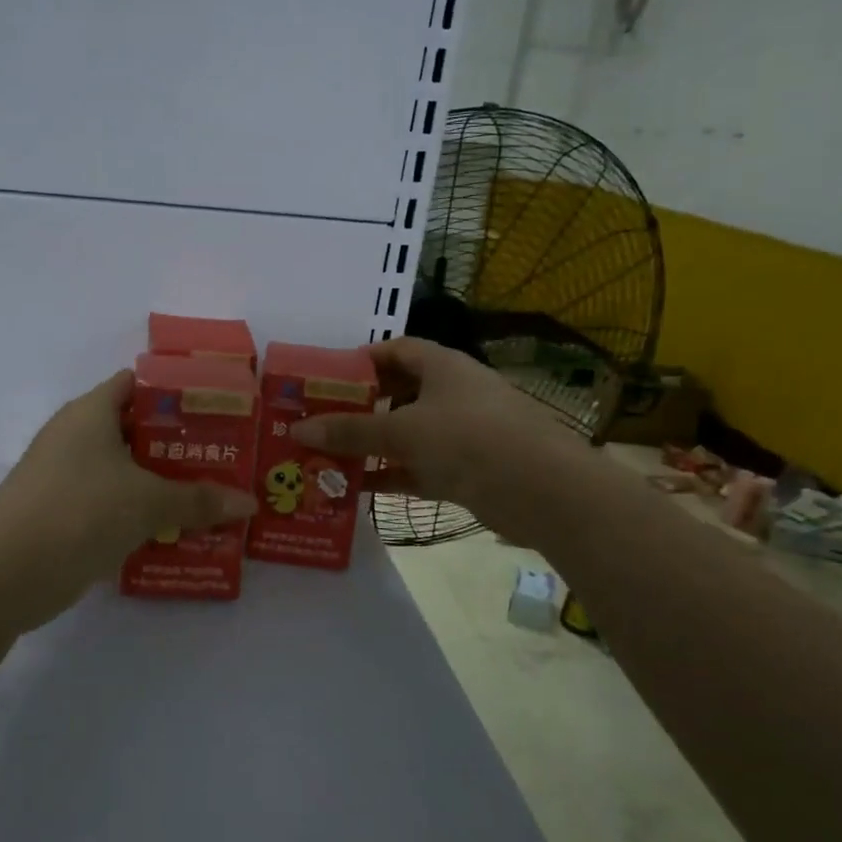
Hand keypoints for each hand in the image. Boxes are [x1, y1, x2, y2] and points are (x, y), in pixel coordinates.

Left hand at [0, 371, 256, 620]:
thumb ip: (199, 500)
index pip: (138, 384)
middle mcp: (76, 437)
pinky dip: (141, 512)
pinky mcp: (63, 514)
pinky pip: (112, 503)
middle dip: (181, 444)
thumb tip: (249, 502)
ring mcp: (66, 477)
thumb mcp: (146, 503)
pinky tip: (176, 529)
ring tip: (212, 494)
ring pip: (126, 470)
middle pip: (137, 430)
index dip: (178, 391)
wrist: (2, 576)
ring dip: (164, 483)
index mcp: (91, 413)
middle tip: (227, 456)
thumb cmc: (78, 514)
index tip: (219, 407)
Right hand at [291, 337, 585, 542]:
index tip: (326, 378)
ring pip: (406, 434)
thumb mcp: (403, 431)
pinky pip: (418, 467)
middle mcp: (452, 394)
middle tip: (320, 420)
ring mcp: (461, 433)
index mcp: (442, 367)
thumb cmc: (469, 440)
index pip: (395, 350)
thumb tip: (299, 429)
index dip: (361, 360)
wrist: (543, 491)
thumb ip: (350, 431)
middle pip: (398, 393)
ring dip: (371, 445)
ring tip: (327, 455)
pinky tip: (355, 487)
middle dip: (360, 407)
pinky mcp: (467, 470)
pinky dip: (390, 474)